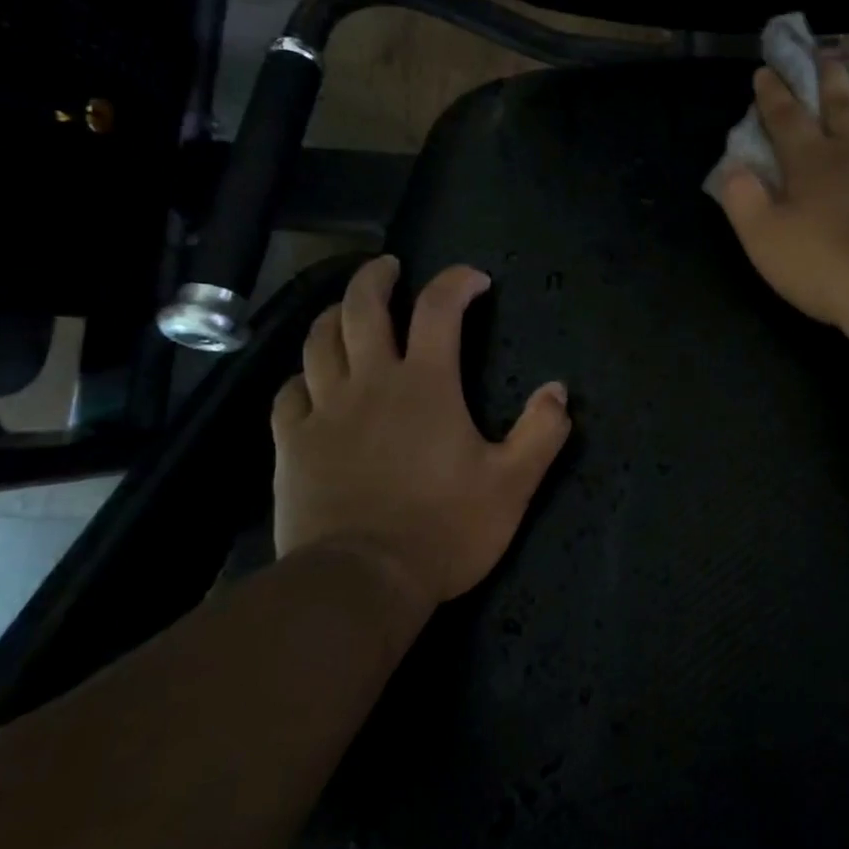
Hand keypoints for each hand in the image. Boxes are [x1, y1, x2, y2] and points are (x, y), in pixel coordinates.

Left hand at [270, 256, 572, 611]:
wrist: (361, 581)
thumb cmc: (444, 529)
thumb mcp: (512, 485)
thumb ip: (540, 433)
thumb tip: (559, 391)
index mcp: (426, 385)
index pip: (439, 309)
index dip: (457, 282)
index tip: (475, 280)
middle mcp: (370, 383)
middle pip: (362, 308)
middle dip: (376, 278)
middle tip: (389, 267)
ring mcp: (325, 411)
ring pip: (318, 342)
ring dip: (333, 316)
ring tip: (346, 312)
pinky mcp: (293, 444)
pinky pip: (289, 393)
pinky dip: (302, 377)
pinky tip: (310, 383)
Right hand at [717, 55, 848, 334]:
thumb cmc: (827, 267)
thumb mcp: (764, 240)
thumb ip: (743, 200)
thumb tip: (732, 167)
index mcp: (812, 163)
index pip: (787, 118)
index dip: (774, 94)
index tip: (767, 71)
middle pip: (843, 105)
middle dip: (830, 78)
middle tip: (827, 54)